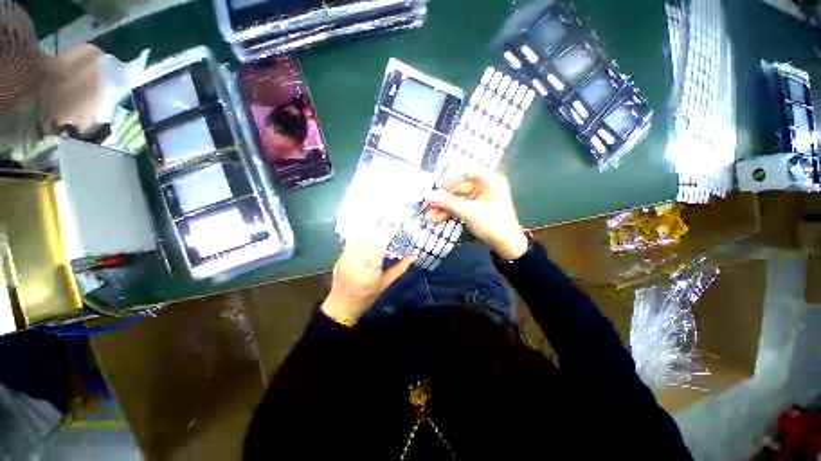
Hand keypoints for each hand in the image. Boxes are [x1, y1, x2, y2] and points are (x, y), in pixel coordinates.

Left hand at [321, 220, 415, 325]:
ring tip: (380, 217)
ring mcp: (346, 255)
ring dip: (371, 226)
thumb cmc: (367, 296)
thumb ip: (401, 267)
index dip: (389, 229)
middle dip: (381, 223)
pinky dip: (362, 232)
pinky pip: (352, 239)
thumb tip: (415, 255)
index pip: (381, 242)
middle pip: (370, 235)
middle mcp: (357, 258)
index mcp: (370, 267)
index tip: (396, 217)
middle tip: (391, 213)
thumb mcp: (386, 283)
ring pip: (360, 235)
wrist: (342, 304)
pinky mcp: (341, 254)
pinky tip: (367, 228)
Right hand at [426, 168, 527, 260]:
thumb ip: (449, 203)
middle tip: (427, 208)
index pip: (465, 172)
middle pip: (458, 188)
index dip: (448, 180)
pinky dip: (450, 212)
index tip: (435, 189)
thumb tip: (429, 196)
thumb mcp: (470, 213)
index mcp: (489, 180)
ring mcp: (480, 197)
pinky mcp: (476, 207)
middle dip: (442, 200)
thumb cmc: (493, 224)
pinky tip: (437, 219)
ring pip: (457, 199)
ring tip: (429, 217)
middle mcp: (484, 185)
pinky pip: (460, 206)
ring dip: (444, 208)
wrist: (507, 245)